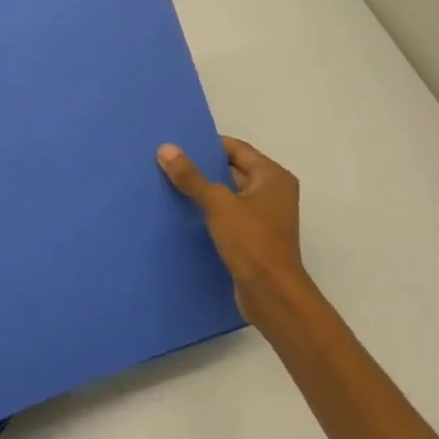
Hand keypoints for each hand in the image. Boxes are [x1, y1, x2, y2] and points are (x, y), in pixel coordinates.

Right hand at [157, 136, 314, 333]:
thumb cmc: (251, 242)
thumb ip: (191, 177)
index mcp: (272, 177)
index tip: (178, 144)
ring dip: (204, 190)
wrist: (272, 294)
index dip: (208, 144)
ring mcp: (265, 216)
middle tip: (168, 162)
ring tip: (169, 184)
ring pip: (228, 193)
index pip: (236, 148)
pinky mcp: (254, 236)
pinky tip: (183, 212)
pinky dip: (209, 210)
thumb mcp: (218, 204)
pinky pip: (228, 213)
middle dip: (202, 167)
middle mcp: (273, 192)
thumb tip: (166, 148)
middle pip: (232, 169)